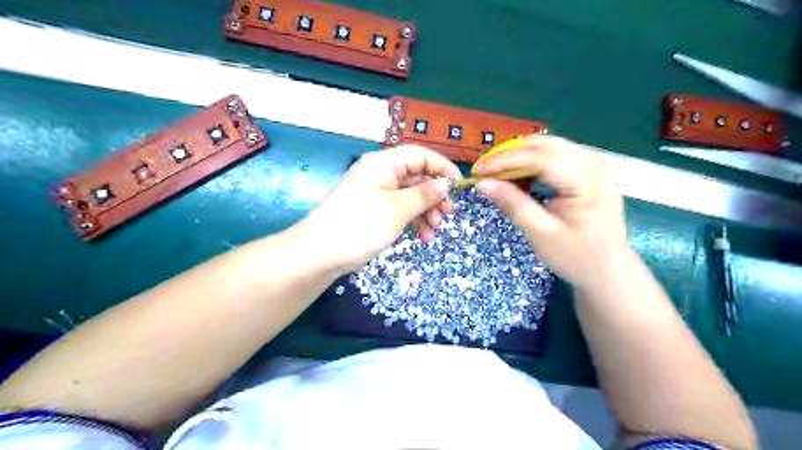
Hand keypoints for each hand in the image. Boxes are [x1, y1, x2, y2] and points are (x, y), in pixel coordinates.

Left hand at [301, 147, 464, 273]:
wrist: (320, 253)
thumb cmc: (360, 225)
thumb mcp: (397, 209)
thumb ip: (424, 194)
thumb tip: (446, 184)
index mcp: (383, 163)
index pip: (420, 155)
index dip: (442, 167)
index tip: (459, 186)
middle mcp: (380, 173)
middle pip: (416, 176)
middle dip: (434, 195)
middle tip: (448, 214)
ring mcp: (376, 192)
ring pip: (410, 195)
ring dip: (425, 211)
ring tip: (434, 230)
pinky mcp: (373, 210)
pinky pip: (399, 209)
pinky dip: (412, 220)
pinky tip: (422, 236)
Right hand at [471, 136, 628, 287]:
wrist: (608, 270)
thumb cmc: (576, 256)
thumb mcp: (540, 233)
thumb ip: (513, 204)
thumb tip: (483, 184)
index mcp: (587, 181)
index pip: (541, 158)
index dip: (505, 160)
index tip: (478, 171)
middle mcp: (595, 164)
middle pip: (545, 145)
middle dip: (510, 155)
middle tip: (485, 171)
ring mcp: (595, 164)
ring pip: (549, 146)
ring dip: (520, 157)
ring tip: (498, 174)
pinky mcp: (590, 170)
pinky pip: (556, 155)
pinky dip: (533, 162)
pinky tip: (520, 177)